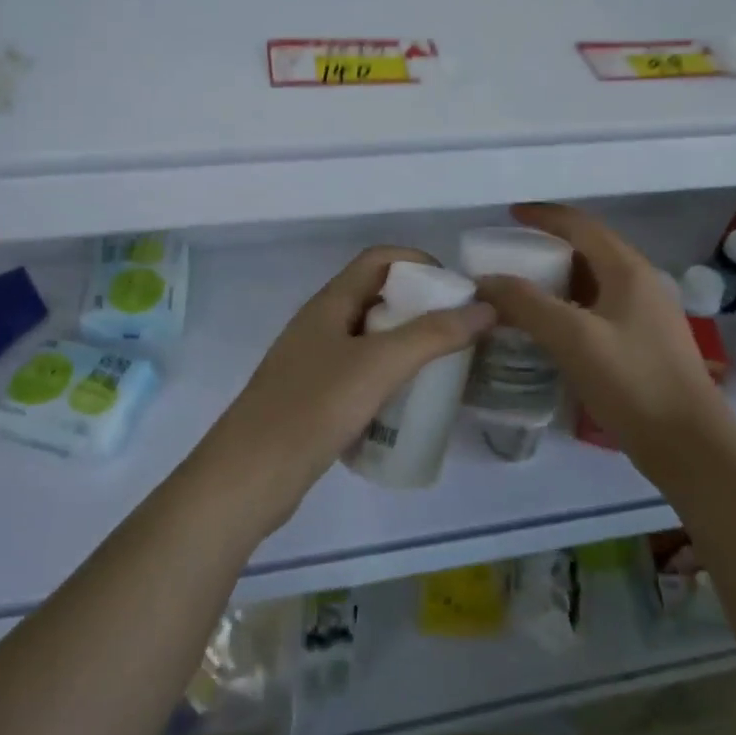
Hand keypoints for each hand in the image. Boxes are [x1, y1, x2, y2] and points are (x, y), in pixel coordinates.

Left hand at [192, 246, 495, 534]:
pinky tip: (408, 403)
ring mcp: (314, 362)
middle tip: (459, 333)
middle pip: (377, 296)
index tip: (457, 291)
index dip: (419, 263)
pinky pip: (360, 373)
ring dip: (406, 344)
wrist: (250, 476)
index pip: (379, 259)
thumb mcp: (379, 365)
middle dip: (420, 307)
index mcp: (330, 302)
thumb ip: (433, 335)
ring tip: (443, 368)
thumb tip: (485, 308)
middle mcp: (321, 323)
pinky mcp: (313, 398)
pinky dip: (388, 377)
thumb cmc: (314, 407)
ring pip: (369, 338)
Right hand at [471, 204, 735, 489]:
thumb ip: (526, 304)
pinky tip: (551, 329)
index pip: (580, 224)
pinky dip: (570, 307)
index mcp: (628, 270)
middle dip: (547, 247)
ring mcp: (646, 314)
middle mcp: (641, 282)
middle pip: (588, 249)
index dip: (543, 216)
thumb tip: (486, 280)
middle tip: (509, 257)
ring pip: (594, 281)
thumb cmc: (633, 382)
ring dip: (557, 279)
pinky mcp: (644, 343)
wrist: (690, 447)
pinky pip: (599, 308)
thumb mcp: (573, 338)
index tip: (509, 214)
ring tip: (521, 291)